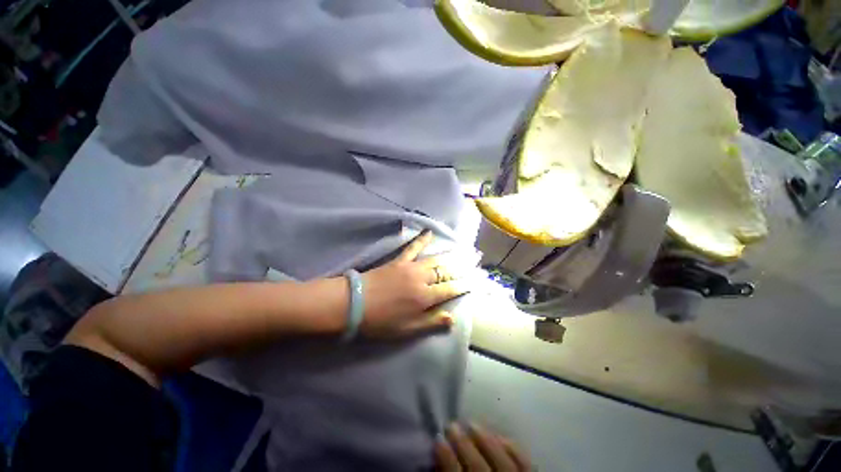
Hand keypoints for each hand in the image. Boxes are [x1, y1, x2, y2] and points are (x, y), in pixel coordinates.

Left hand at [360, 231, 469, 337]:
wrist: (355, 303)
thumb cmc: (381, 320)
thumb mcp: (407, 329)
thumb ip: (431, 322)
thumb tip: (452, 318)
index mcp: (425, 297)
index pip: (449, 289)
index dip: (462, 286)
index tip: (473, 281)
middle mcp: (421, 279)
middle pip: (444, 272)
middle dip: (459, 268)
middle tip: (472, 262)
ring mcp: (410, 267)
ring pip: (434, 260)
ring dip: (448, 256)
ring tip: (461, 251)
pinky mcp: (399, 260)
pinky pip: (413, 248)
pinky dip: (421, 240)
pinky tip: (429, 232)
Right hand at [435, 423, 531, 471]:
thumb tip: (438, 464)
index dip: (447, 459)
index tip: (438, 440)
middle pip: (478, 469)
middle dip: (463, 444)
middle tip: (452, 425)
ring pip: (502, 464)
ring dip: (485, 440)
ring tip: (472, 424)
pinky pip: (525, 465)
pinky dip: (513, 449)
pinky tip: (500, 437)